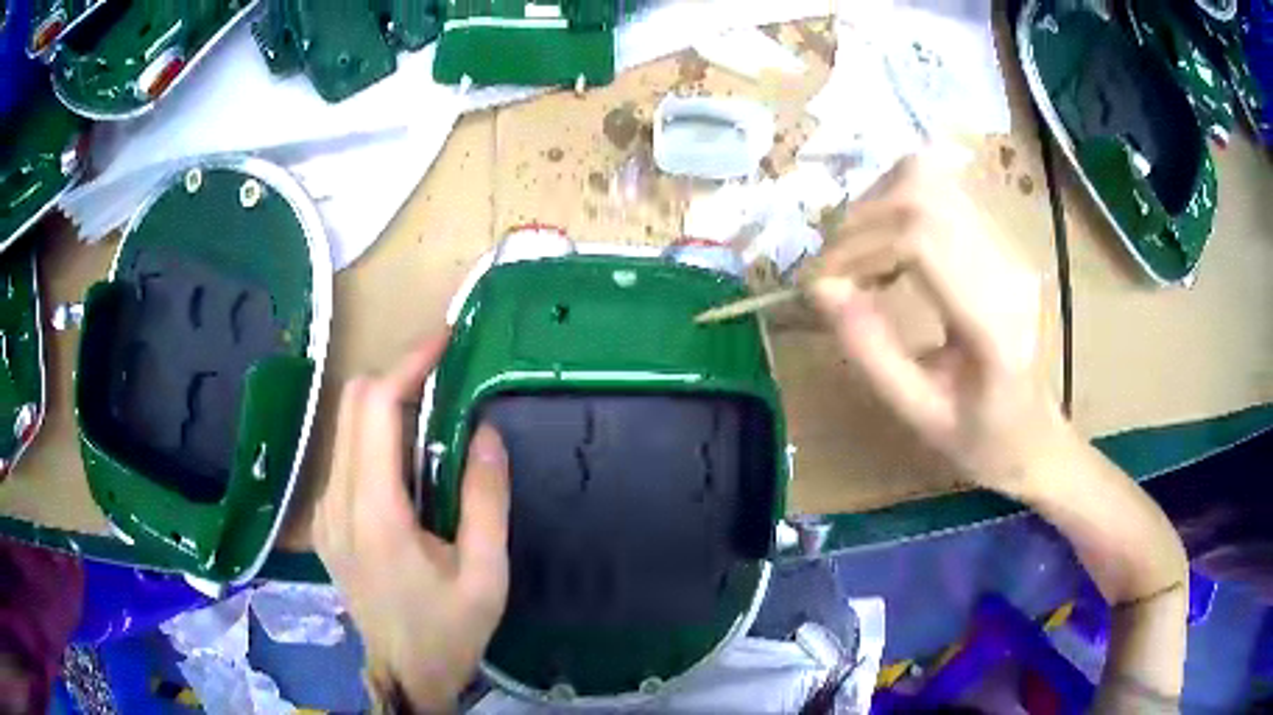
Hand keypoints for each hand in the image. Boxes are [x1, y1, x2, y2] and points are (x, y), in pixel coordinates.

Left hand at [314, 335, 510, 711]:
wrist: (405, 672)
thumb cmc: (449, 630)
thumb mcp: (486, 573)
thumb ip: (485, 498)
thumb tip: (485, 430)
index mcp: (374, 515)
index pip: (376, 409)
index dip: (408, 363)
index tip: (444, 340)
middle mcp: (337, 503)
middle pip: (353, 404)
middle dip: (397, 373)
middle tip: (445, 372)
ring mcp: (325, 511)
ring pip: (345, 425)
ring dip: (386, 401)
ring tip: (433, 407)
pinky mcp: (326, 520)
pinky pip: (345, 454)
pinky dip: (375, 433)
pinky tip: (408, 455)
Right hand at [813, 154, 1064, 495]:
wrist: (1035, 433)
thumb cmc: (980, 439)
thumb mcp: (918, 414)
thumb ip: (870, 352)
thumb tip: (821, 289)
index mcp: (994, 324)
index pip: (921, 240)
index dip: (859, 248)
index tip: (822, 283)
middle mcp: (1007, 268)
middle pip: (922, 194)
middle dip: (861, 222)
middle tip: (834, 270)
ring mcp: (1008, 245)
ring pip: (930, 178)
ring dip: (877, 205)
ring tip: (859, 255)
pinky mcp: (1001, 237)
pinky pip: (940, 189)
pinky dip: (897, 202)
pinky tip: (887, 245)